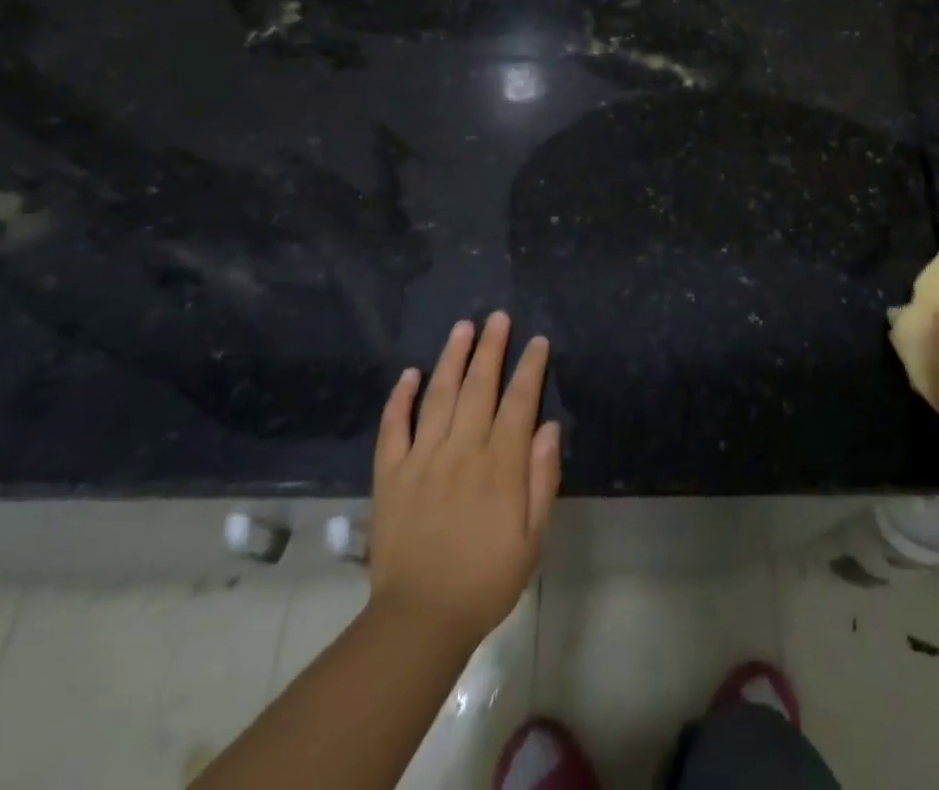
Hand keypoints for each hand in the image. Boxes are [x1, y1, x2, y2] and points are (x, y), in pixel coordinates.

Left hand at [367, 312, 560, 649]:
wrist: (419, 621)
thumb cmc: (485, 580)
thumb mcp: (532, 539)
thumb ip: (542, 479)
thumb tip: (548, 427)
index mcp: (499, 466)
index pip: (518, 402)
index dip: (529, 368)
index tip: (537, 341)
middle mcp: (461, 451)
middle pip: (479, 387)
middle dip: (491, 348)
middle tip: (498, 317)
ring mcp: (422, 459)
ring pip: (439, 396)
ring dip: (452, 358)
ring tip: (462, 327)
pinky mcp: (391, 475)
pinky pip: (393, 427)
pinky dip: (400, 398)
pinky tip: (409, 373)